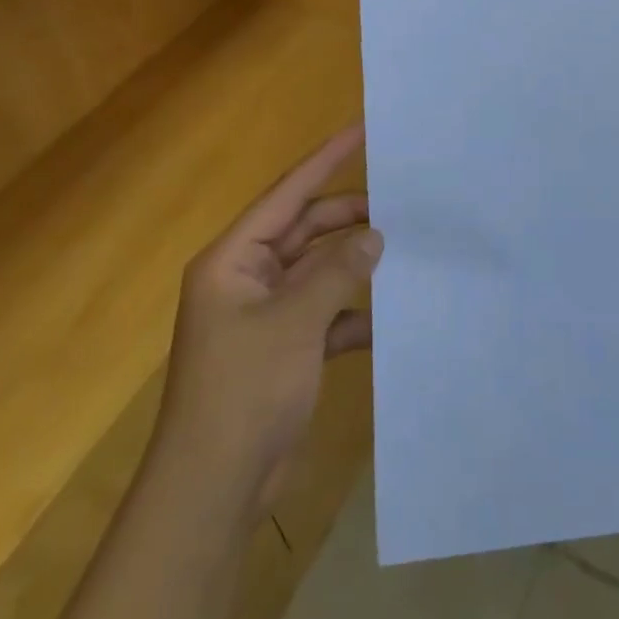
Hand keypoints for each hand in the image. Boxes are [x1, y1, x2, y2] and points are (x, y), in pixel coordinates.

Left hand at [159, 124, 381, 518]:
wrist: (214, 488)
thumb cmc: (245, 390)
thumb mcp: (294, 322)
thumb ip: (337, 272)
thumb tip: (374, 235)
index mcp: (234, 259)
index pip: (287, 194)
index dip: (325, 160)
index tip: (362, 130)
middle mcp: (248, 278)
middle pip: (306, 230)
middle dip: (349, 218)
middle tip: (401, 205)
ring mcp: (266, 315)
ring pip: (318, 271)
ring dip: (354, 265)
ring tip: (403, 251)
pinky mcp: (284, 349)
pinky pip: (324, 314)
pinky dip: (352, 313)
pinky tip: (388, 316)